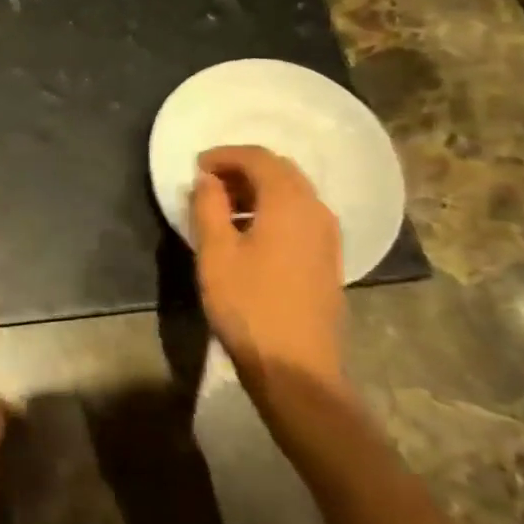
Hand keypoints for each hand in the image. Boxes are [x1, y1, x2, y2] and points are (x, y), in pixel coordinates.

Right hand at [193, 146, 347, 414]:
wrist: (297, 369)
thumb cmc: (249, 305)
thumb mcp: (215, 253)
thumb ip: (208, 206)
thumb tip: (207, 179)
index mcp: (289, 202)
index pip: (258, 158)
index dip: (225, 155)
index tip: (196, 167)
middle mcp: (316, 210)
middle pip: (280, 171)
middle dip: (242, 169)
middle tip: (208, 183)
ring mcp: (327, 236)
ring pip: (292, 193)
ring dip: (258, 190)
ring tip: (223, 208)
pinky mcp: (327, 259)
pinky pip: (300, 216)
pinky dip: (273, 210)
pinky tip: (249, 233)